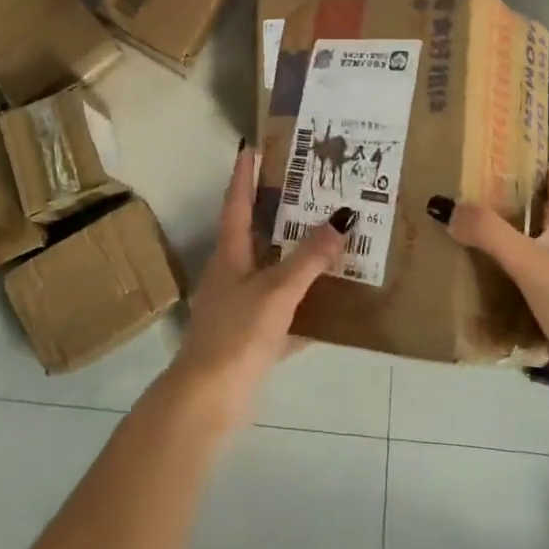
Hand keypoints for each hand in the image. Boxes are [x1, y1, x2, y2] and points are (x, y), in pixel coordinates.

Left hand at [163, 141, 352, 424]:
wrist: (206, 402)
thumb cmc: (236, 334)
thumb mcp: (276, 291)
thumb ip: (309, 258)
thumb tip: (343, 216)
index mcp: (229, 253)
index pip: (236, 201)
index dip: (244, 173)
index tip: (254, 145)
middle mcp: (231, 273)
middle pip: (255, 233)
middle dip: (278, 211)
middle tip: (310, 188)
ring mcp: (238, 307)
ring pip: (271, 272)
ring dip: (295, 257)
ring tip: (328, 239)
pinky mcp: (249, 338)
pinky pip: (282, 312)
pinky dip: (304, 307)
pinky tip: (331, 307)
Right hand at [434, 165, 548, 438]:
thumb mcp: (529, 260)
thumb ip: (488, 232)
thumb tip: (444, 207)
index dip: (546, 175)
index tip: (524, 157)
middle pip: (542, 230)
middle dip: (512, 216)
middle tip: (471, 204)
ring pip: (531, 269)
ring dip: (505, 259)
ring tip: (464, 250)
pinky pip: (525, 308)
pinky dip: (504, 303)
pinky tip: (477, 305)